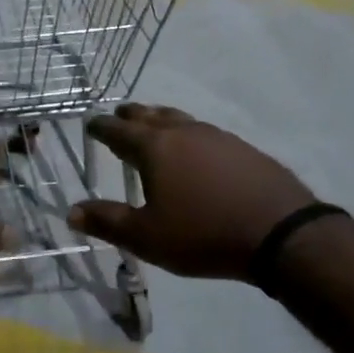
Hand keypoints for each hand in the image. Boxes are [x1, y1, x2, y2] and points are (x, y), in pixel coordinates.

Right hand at [68, 104, 315, 280]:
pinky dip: (187, 133)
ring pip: (178, 118)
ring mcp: (215, 136)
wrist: (281, 232)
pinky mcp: (242, 147)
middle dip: (130, 116)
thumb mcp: (148, 237)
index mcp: (154, 147)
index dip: (101, 127)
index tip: (91, 125)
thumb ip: (108, 221)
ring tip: (153, 126)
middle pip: (149, 115)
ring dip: (159, 119)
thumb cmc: (204, 234)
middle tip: (119, 118)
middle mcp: (182, 131)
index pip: (118, 130)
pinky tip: (195, 149)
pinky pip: (203, 131)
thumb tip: (72, 211)